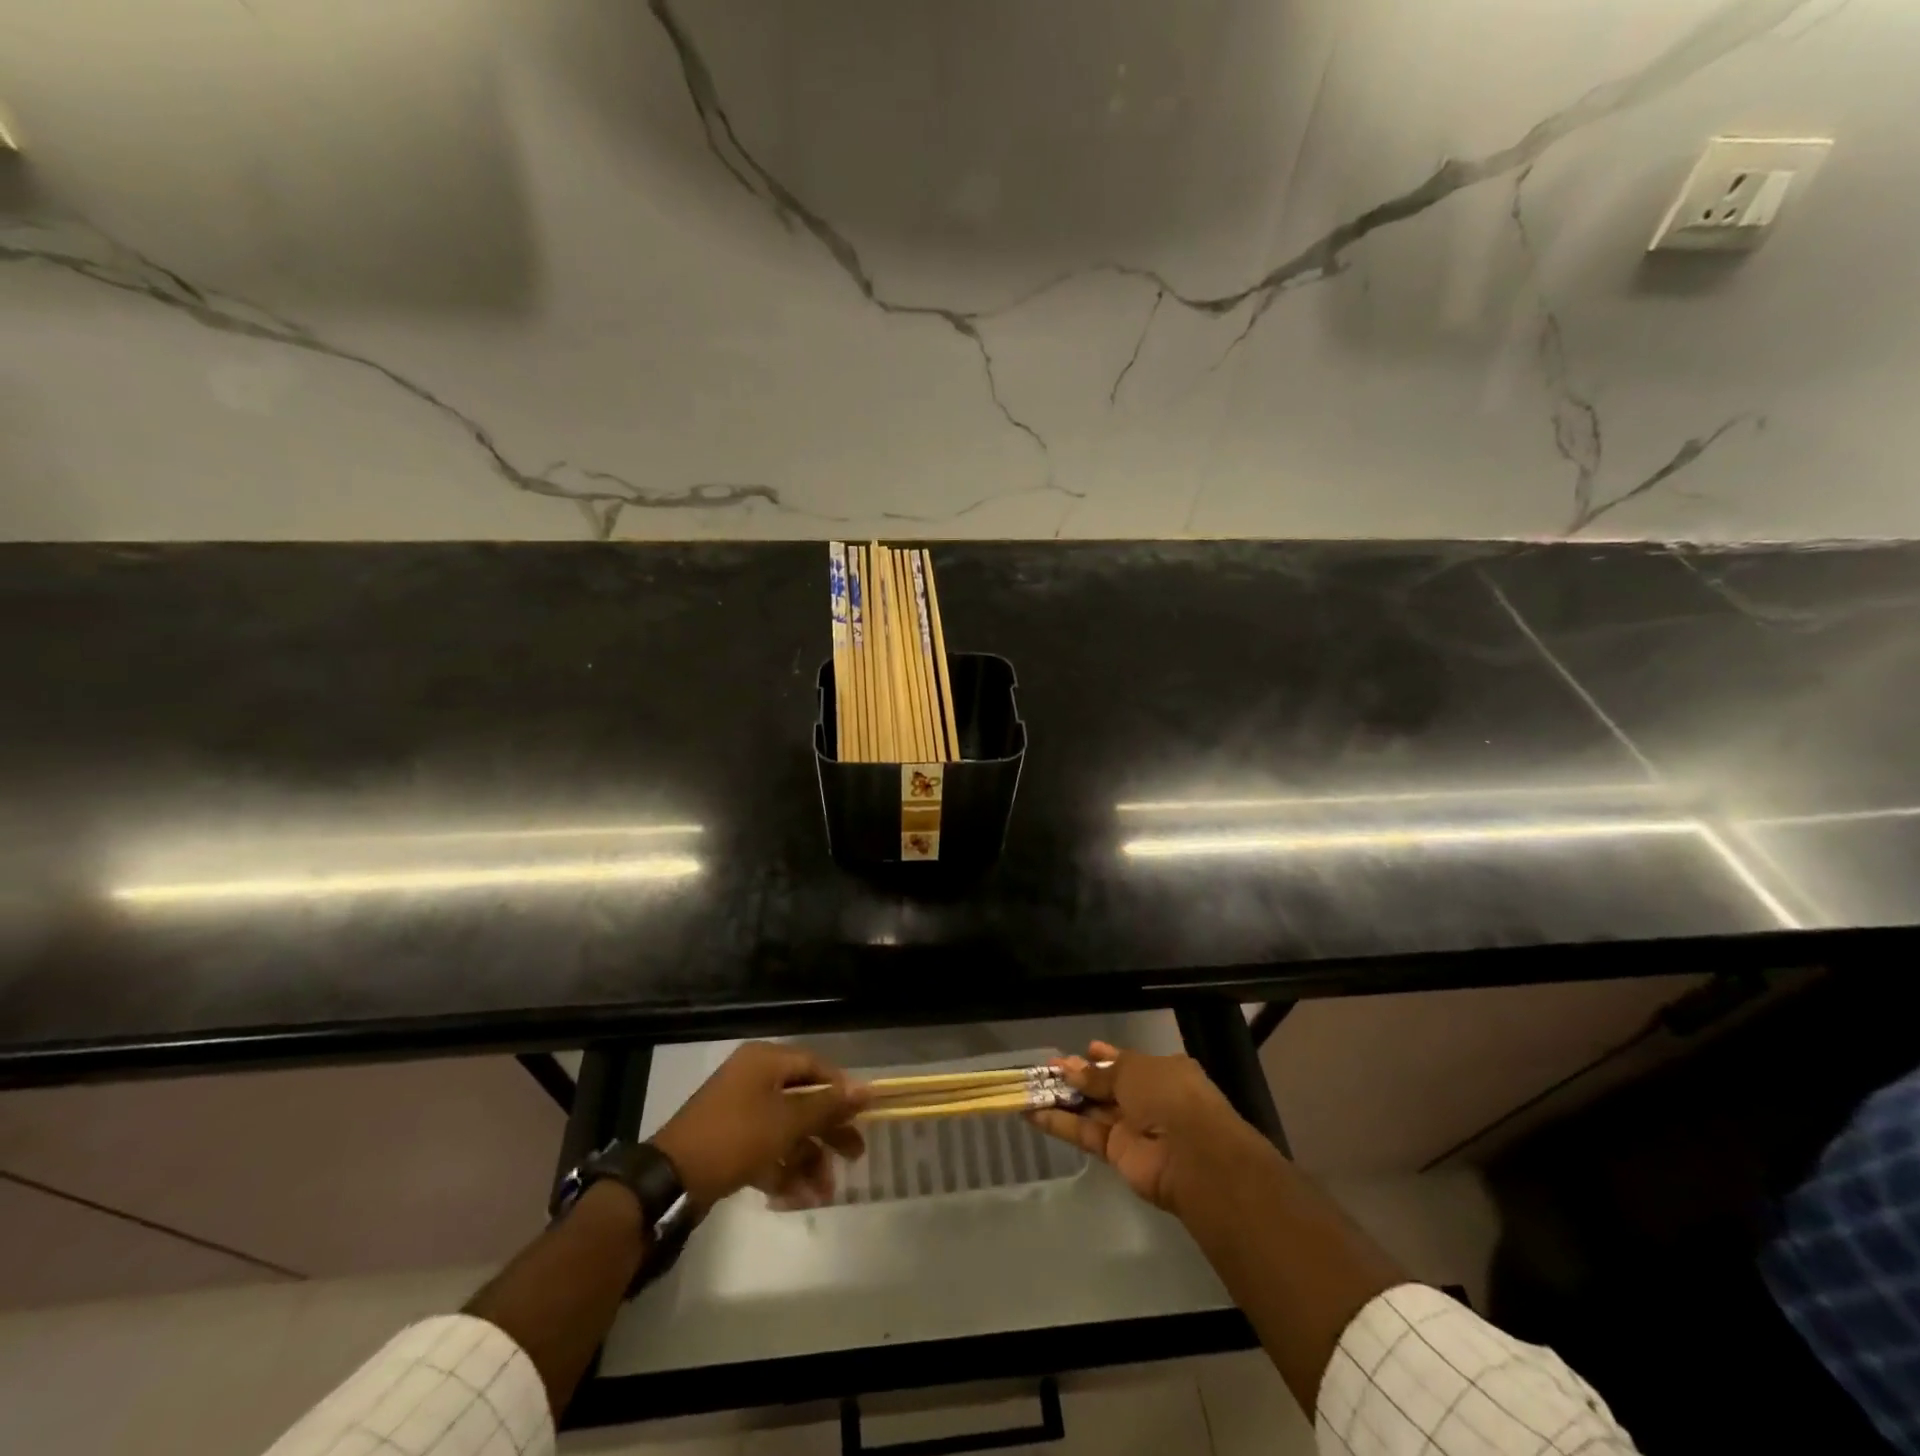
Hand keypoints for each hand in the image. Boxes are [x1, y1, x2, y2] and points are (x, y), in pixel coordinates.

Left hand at [651, 1043, 869, 1210]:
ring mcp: (739, 1112)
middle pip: (803, 1100)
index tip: (862, 1115)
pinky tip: (797, 1198)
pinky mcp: (730, 1143)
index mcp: (765, 1061)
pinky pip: (766, 1150)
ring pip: (786, 1131)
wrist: (671, 1180)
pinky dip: (783, 1170)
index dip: (840, 1090)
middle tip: (854, 1157)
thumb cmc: (736, 1137)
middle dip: (828, 1132)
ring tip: (823, 1193)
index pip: (814, 1066)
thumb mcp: (787, 1120)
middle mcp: (754, 1079)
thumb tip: (867, 1088)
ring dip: (808, 1160)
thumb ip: (828, 1106)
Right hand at [1028, 1041, 1253, 1213]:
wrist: (1191, 1154)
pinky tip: (1031, 1113)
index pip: (1126, 1062)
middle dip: (1078, 1076)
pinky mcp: (1115, 1154)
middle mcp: (1147, 1098)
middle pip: (1105, 1086)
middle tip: (1048, 1067)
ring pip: (1091, 1110)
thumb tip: (1071, 1069)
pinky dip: (1059, 1124)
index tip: (1081, 1049)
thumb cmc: (1169, 1095)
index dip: (1103, 1056)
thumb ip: (1098, 1074)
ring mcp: (1131, 1128)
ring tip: (1032, 1086)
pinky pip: (1084, 1133)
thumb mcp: (1132, 1070)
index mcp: (1160, 1072)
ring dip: (1063, 1099)